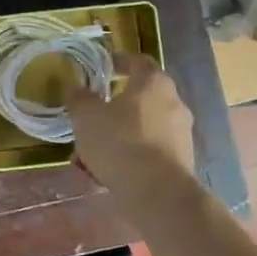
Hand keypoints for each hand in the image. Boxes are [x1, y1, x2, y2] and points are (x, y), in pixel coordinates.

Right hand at [67, 52, 196, 197]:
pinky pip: (148, 152)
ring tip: (88, 156)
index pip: (138, 61)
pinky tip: (104, 175)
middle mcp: (174, 103)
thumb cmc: (120, 142)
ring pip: (141, 129)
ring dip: (117, 137)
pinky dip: (128, 158)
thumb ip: (78, 98)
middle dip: (113, 108)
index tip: (103, 67)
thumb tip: (75, 87)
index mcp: (153, 83)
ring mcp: (181, 134)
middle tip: (90, 117)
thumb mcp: (86, 116)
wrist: (158, 194)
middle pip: (139, 98)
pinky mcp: (181, 163)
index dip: (119, 61)